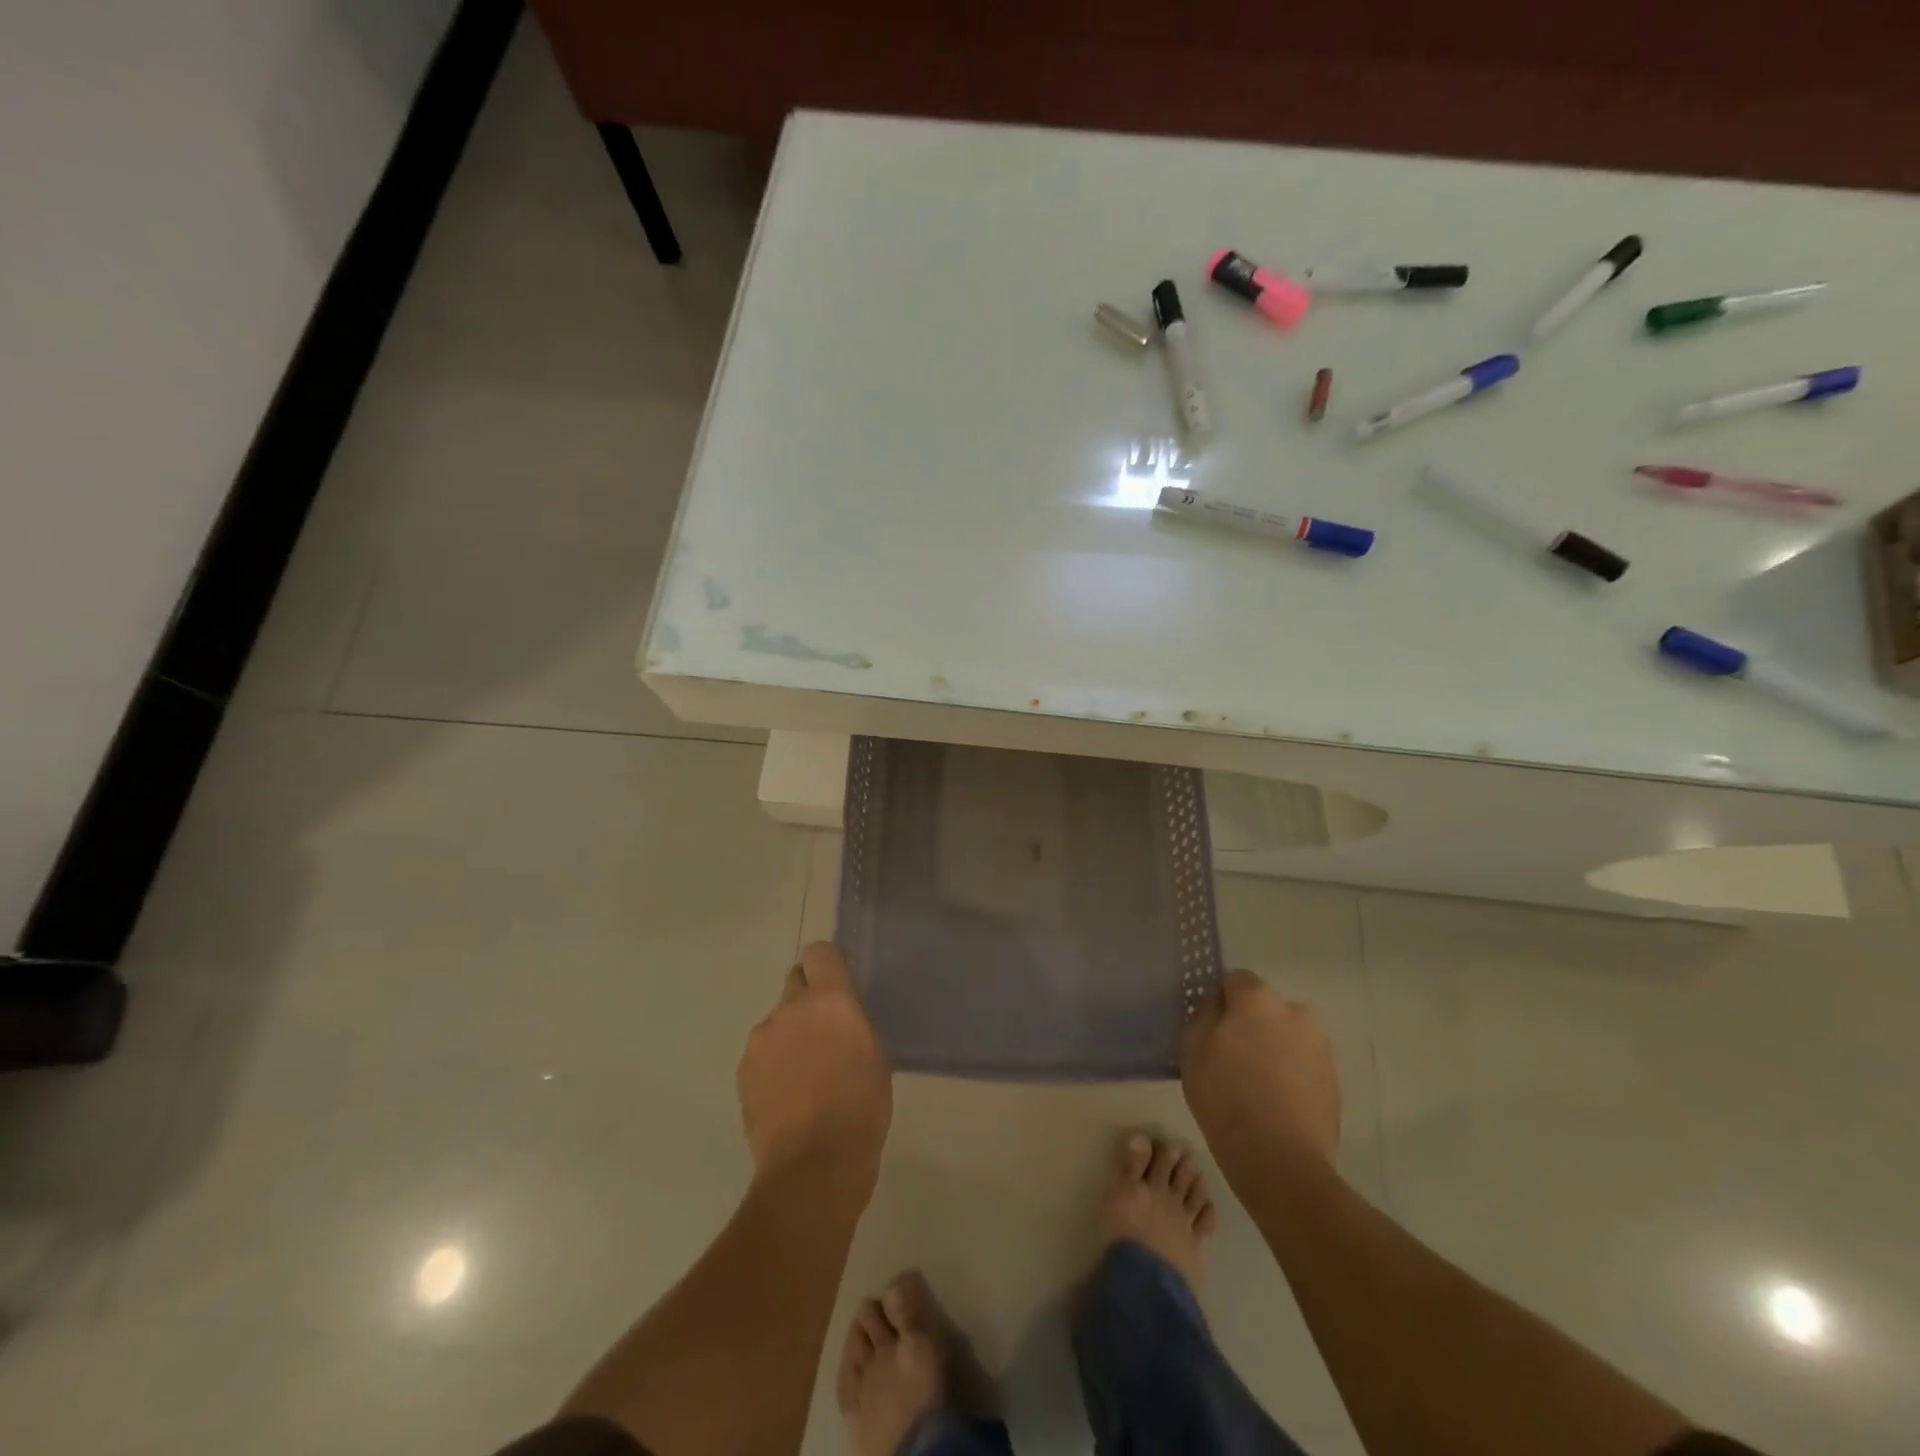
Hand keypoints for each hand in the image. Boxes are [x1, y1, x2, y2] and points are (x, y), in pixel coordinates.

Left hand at [738, 942, 891, 1190]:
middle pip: (795, 980)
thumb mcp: (876, 1055)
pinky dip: (773, 1063)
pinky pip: (762, 1052)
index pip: (819, 952)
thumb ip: (853, 1023)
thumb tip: (840, 1018)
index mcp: (830, 999)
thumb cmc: (861, 1108)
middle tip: (823, 1032)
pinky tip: (787, 1095)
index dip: (828, 965)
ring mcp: (761, 1038)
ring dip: (789, 1034)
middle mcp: (791, 1007)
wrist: (813, 1167)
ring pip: (778, 1020)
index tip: (837, 986)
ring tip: (804, 1075)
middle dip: (808, 998)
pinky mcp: (744, 1069)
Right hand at [1181, 970, 1340, 1183]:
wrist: (1280, 1160)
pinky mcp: (1334, 1080)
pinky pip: (1303, 1063)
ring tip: (1255, 1085)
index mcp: (1259, 998)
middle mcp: (1296, 1012)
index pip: (1235, 980)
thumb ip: (1204, 1014)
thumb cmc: (1225, 1096)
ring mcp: (1320, 1046)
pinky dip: (1290, 1073)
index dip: (1220, 1002)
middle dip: (1250, 1024)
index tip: (1210, 1028)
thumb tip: (1218, 1005)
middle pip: (1264, 1008)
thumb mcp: (1192, 1047)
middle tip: (1231, 1057)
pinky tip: (1275, 1102)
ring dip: (1272, 1048)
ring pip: (1286, 1035)